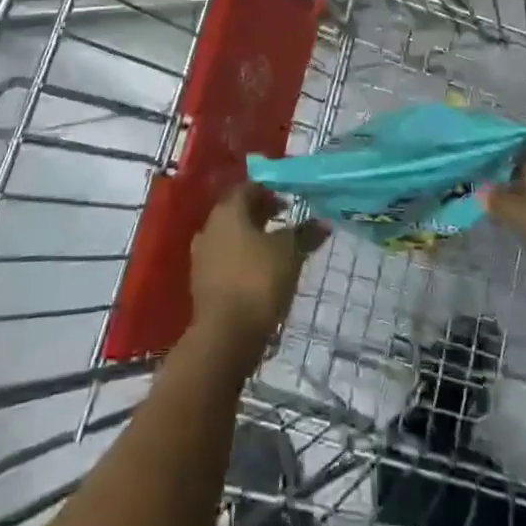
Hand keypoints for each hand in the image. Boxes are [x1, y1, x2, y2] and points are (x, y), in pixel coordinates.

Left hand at [190, 183, 327, 349]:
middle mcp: (210, 226)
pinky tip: (259, 275)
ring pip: (230, 236)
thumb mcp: (289, 254)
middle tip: (285, 224)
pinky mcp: (201, 282)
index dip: (269, 192)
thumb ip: (305, 234)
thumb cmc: (257, 282)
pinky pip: (225, 260)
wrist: (224, 337)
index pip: (248, 188)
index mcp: (227, 210)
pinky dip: (242, 260)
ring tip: (275, 251)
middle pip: (237, 211)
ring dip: (251, 239)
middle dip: (261, 215)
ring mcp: (202, 255)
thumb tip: (323, 222)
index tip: (289, 204)